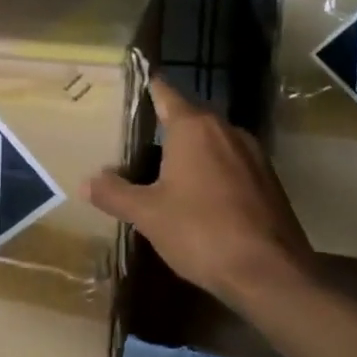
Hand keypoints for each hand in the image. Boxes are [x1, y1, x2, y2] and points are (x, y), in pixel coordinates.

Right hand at [85, 76, 313, 313]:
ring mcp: (252, 154)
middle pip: (189, 117)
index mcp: (193, 127)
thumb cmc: (201, 232)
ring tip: (162, 169)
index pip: (165, 92)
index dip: (147, 86)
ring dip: (190, 151)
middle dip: (163, 125)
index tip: (131, 83)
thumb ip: (115, 193)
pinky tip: (198, 196)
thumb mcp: (148, 214)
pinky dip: (212, 171)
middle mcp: (225, 130)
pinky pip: (231, 164)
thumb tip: (86, 182)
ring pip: (212, 141)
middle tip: (134, 137)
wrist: (270, 273)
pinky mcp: (268, 180)